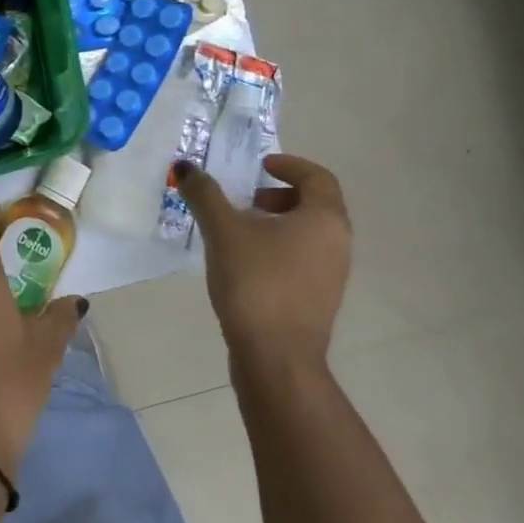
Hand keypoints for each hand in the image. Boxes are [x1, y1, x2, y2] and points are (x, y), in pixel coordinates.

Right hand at [176, 154, 351, 371]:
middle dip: (280, 195)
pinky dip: (279, 248)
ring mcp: (332, 275)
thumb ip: (205, 194)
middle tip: (248, 199)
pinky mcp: (318, 300)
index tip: (260, 167)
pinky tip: (244, 264)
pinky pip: (303, 259)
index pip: (318, 176)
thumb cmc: (256, 283)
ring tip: (239, 231)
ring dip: (277, 223)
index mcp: (325, 219)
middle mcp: (338, 243)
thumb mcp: (224, 231)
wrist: (276, 357)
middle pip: (315, 204)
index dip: (290, 165)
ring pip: (308, 234)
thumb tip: (186, 166)